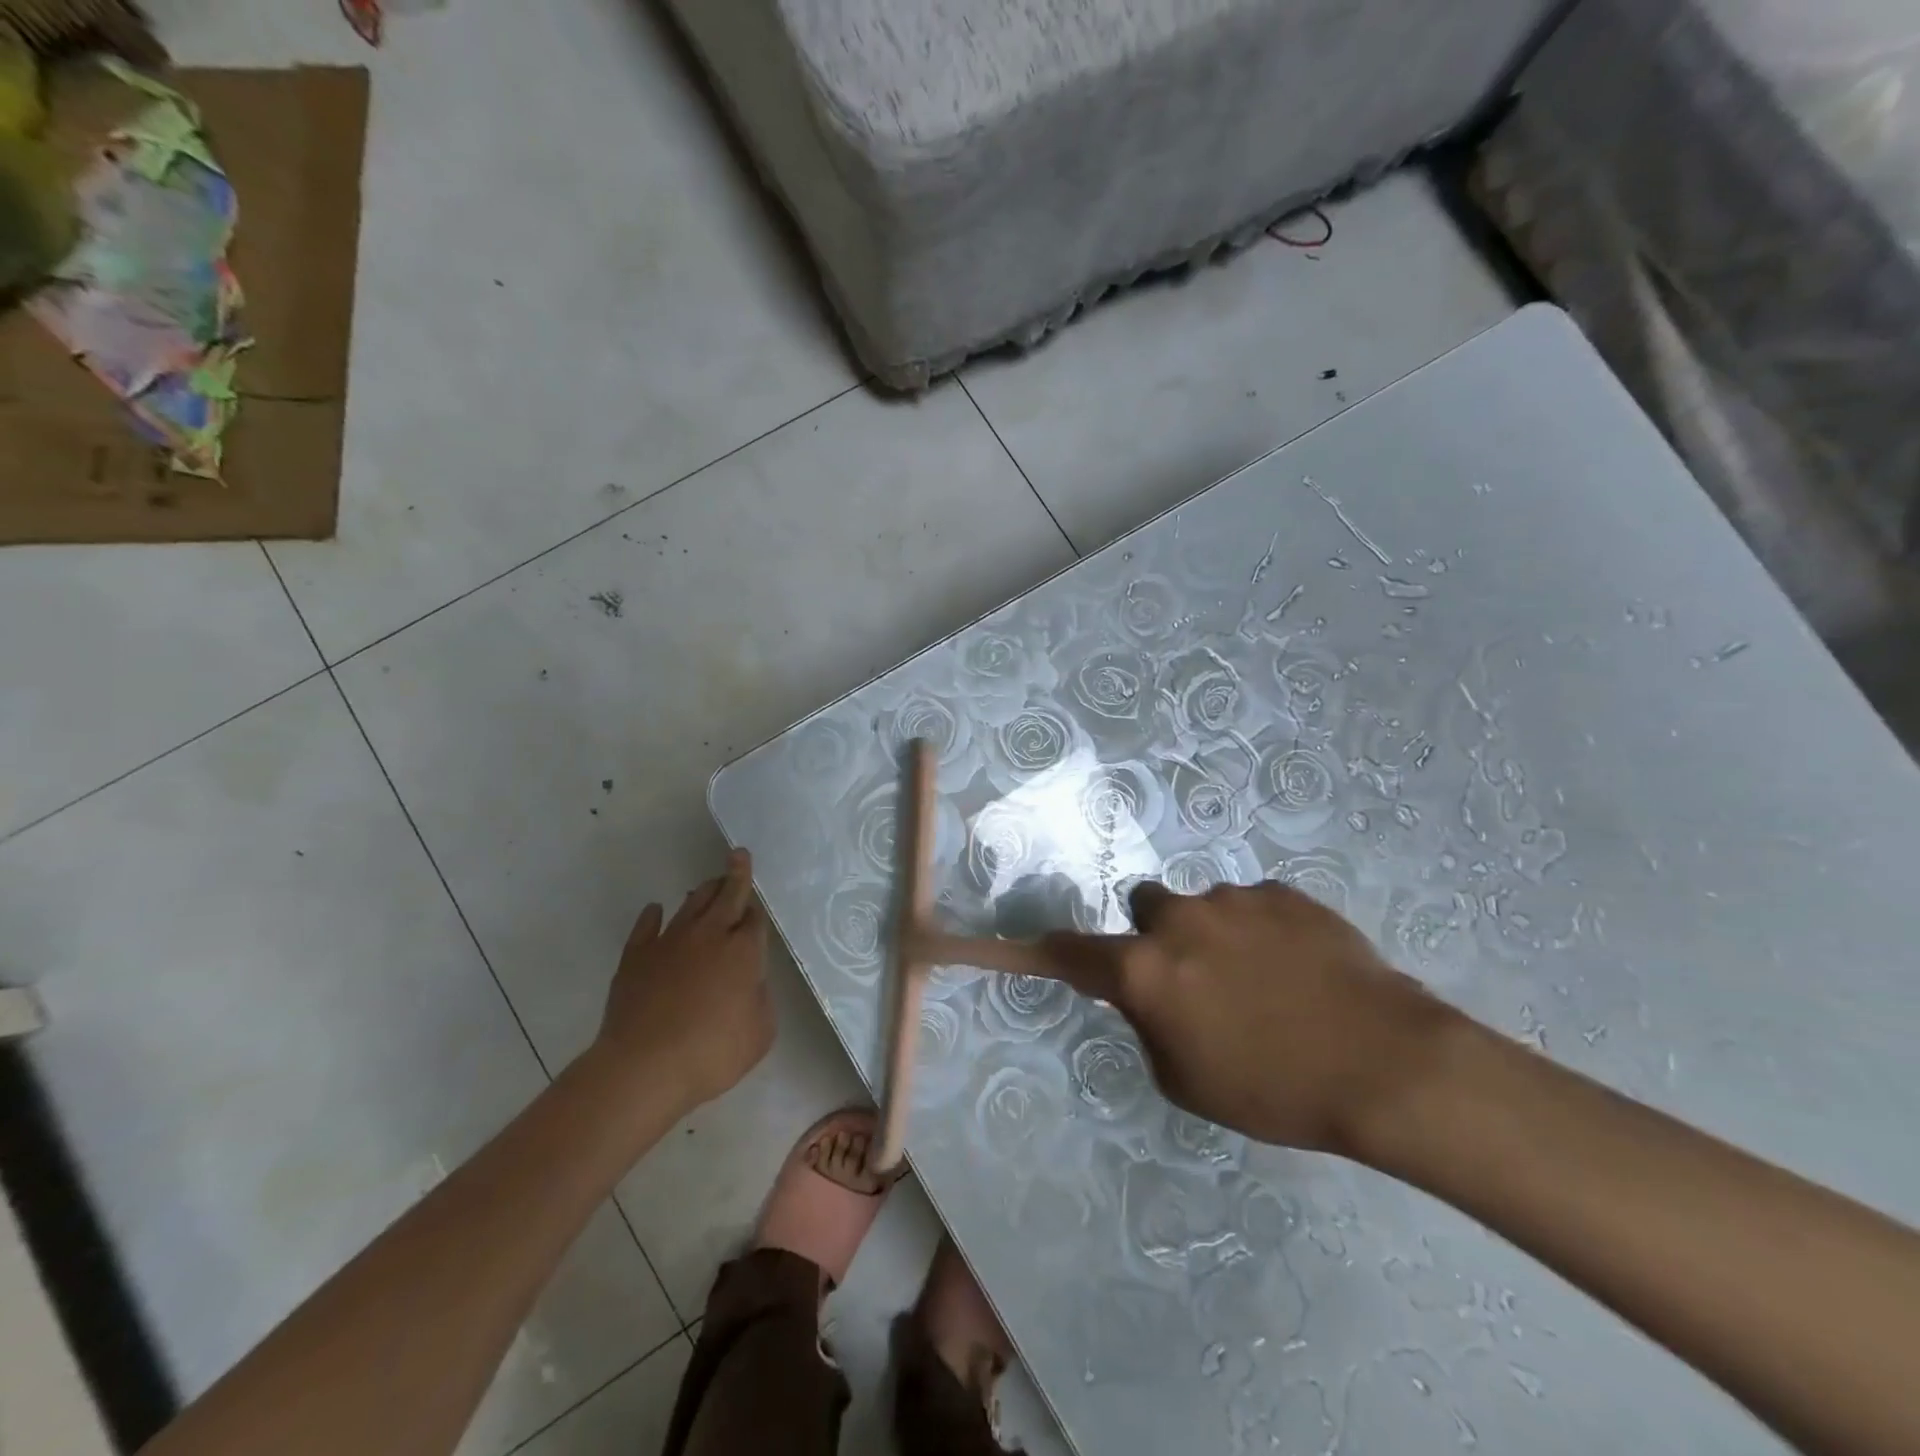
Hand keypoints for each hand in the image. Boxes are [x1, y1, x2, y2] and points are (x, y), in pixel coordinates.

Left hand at [596, 849, 774, 1115]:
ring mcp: (669, 942)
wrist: (644, 1067)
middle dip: (736, 874)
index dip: (756, 910)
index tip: (755, 902)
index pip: (754, 919)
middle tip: (738, 855)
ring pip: (691, 904)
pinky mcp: (636, 957)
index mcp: (744, 951)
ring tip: (708, 885)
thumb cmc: (712, 1052)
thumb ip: (760, 998)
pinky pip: (647, 926)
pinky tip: (656, 910)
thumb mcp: (761, 1032)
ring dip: (703, 892)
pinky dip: (654, 914)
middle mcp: (709, 935)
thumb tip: (749, 981)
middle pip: (726, 896)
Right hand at [1041, 881, 1456, 1156]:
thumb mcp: (1185, 1081)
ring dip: (1215, 936)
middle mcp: (1178, 919)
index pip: (1072, 950)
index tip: (1016, 943)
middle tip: (1197, 980)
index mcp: (1145, 968)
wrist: (1386, 1065)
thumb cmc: (1273, 1089)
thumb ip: (1150, 1025)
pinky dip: (1263, 931)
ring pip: (1203, 908)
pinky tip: (1303, 970)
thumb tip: (1150, 994)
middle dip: (1157, 935)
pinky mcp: (1284, 893)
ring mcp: (1233, 898)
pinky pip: (1254, 907)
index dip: (1040, 948)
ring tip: (1269, 984)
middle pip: (1144, 907)